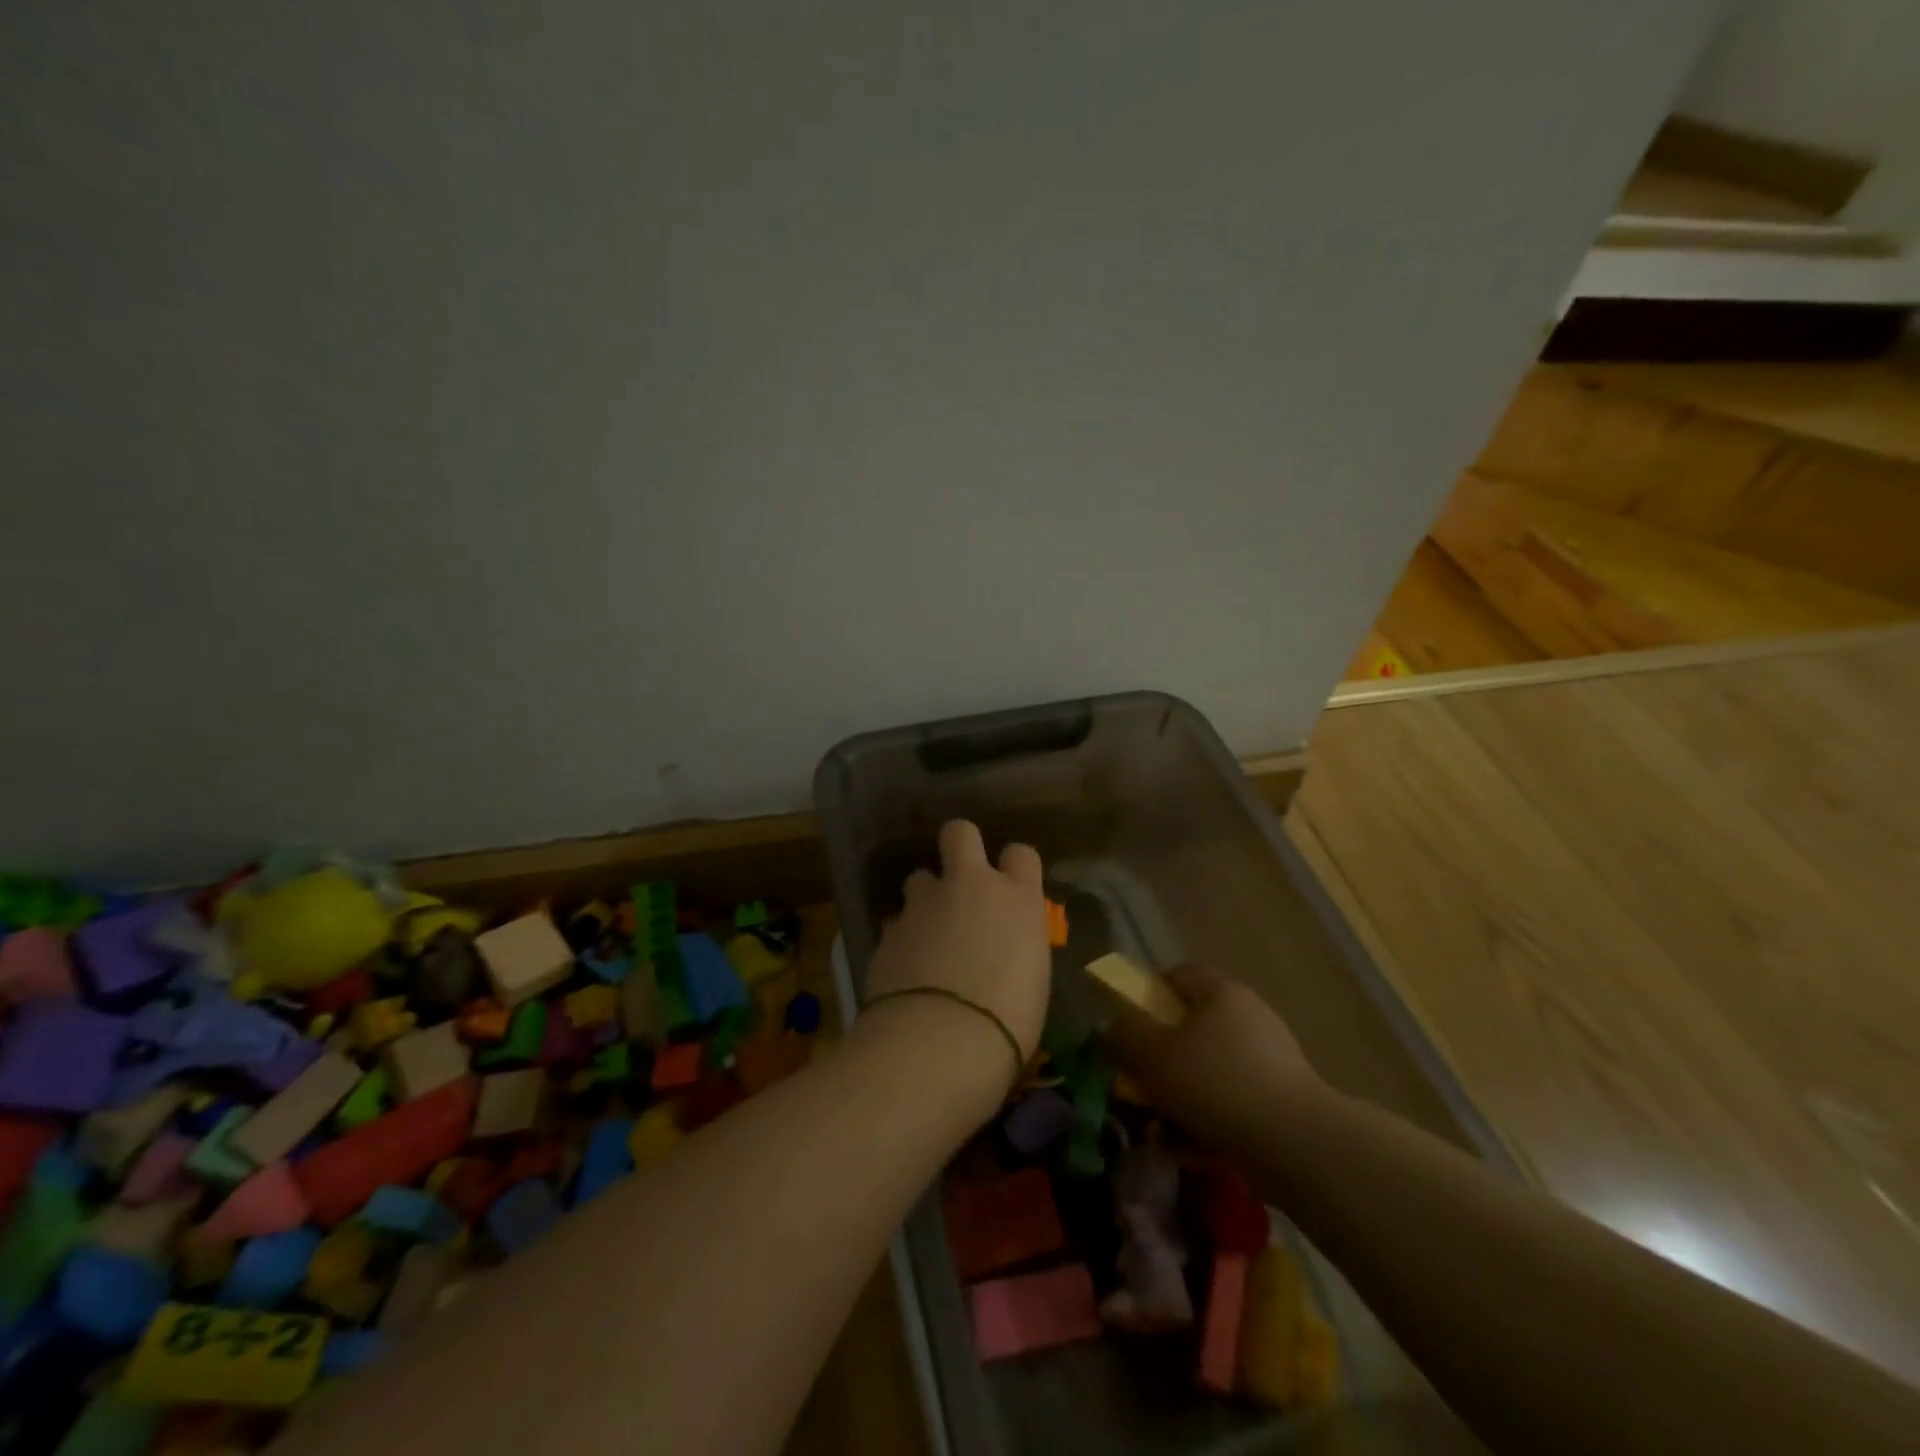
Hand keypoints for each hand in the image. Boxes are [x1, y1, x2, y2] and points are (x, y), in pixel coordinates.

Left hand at [860, 820, 1050, 1083]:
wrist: (939, 1042)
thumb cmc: (1008, 1023)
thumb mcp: (1032, 981)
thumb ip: (1014, 947)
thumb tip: (1002, 949)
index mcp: (1017, 898)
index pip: (1021, 854)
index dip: (1013, 867)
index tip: (1010, 888)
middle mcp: (970, 886)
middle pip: (960, 833)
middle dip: (960, 847)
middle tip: (960, 880)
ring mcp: (924, 903)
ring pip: (920, 878)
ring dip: (925, 900)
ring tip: (927, 937)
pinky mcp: (889, 928)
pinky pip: (898, 921)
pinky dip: (903, 938)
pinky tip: (905, 970)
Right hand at [1104, 965, 1326, 1157]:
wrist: (1297, 1146)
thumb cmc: (1216, 1083)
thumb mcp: (1154, 1055)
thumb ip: (1125, 1035)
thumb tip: (1112, 1026)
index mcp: (1221, 993)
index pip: (1180, 975)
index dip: (1149, 993)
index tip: (1128, 1024)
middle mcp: (1249, 1017)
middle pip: (1193, 1027)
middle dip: (1162, 1057)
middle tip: (1139, 1083)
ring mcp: (1270, 1061)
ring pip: (1210, 1072)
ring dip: (1181, 1097)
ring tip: (1158, 1130)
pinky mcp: (1282, 1103)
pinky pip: (1232, 1104)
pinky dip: (1208, 1122)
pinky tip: (1188, 1152)